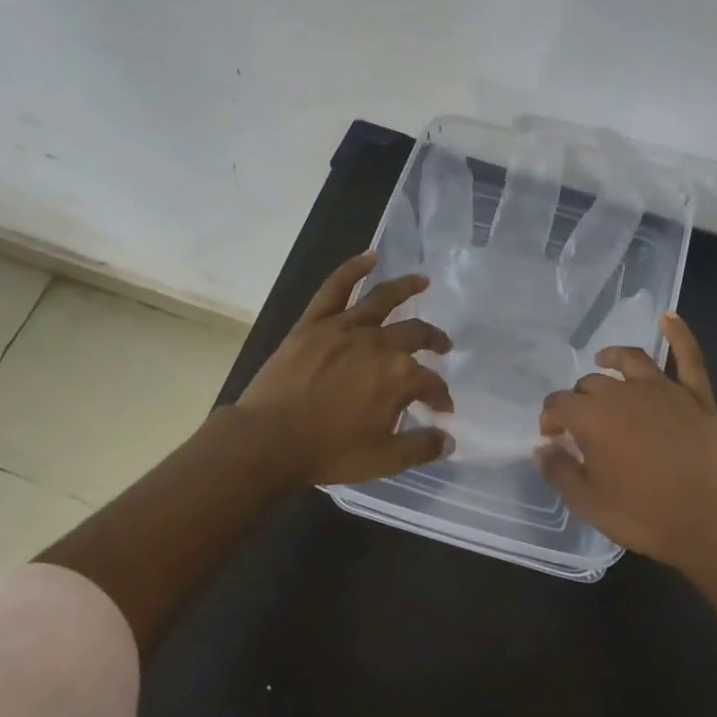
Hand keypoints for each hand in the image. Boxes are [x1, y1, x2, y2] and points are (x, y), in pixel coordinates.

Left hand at [237, 252, 453, 485]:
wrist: (269, 440)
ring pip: (382, 299)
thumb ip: (421, 446)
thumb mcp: (384, 459)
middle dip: (434, 340)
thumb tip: (448, 438)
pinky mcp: (313, 323)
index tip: (441, 410)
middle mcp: (378, 344)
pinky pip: (335, 288)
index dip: (440, 396)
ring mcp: (344, 328)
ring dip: (406, 287)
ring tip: (422, 280)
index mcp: (399, 376)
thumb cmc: (329, 451)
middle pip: (415, 334)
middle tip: (443, 346)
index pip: (431, 383)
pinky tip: (369, 257)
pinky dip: (352, 269)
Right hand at [536, 313, 716, 575]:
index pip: (559, 404)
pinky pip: (688, 358)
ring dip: (612, 358)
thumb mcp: (587, 502)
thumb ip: (559, 471)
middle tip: (581, 424)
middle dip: (579, 399)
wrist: (708, 526)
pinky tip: (668, 316)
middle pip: (592, 384)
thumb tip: (542, 448)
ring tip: (604, 360)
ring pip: (631, 360)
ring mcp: (665, 391)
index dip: (550, 418)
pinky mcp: (697, 397)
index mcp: (594, 418)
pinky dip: (679, 334)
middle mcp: (625, 393)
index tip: (552, 438)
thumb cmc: (642, 515)